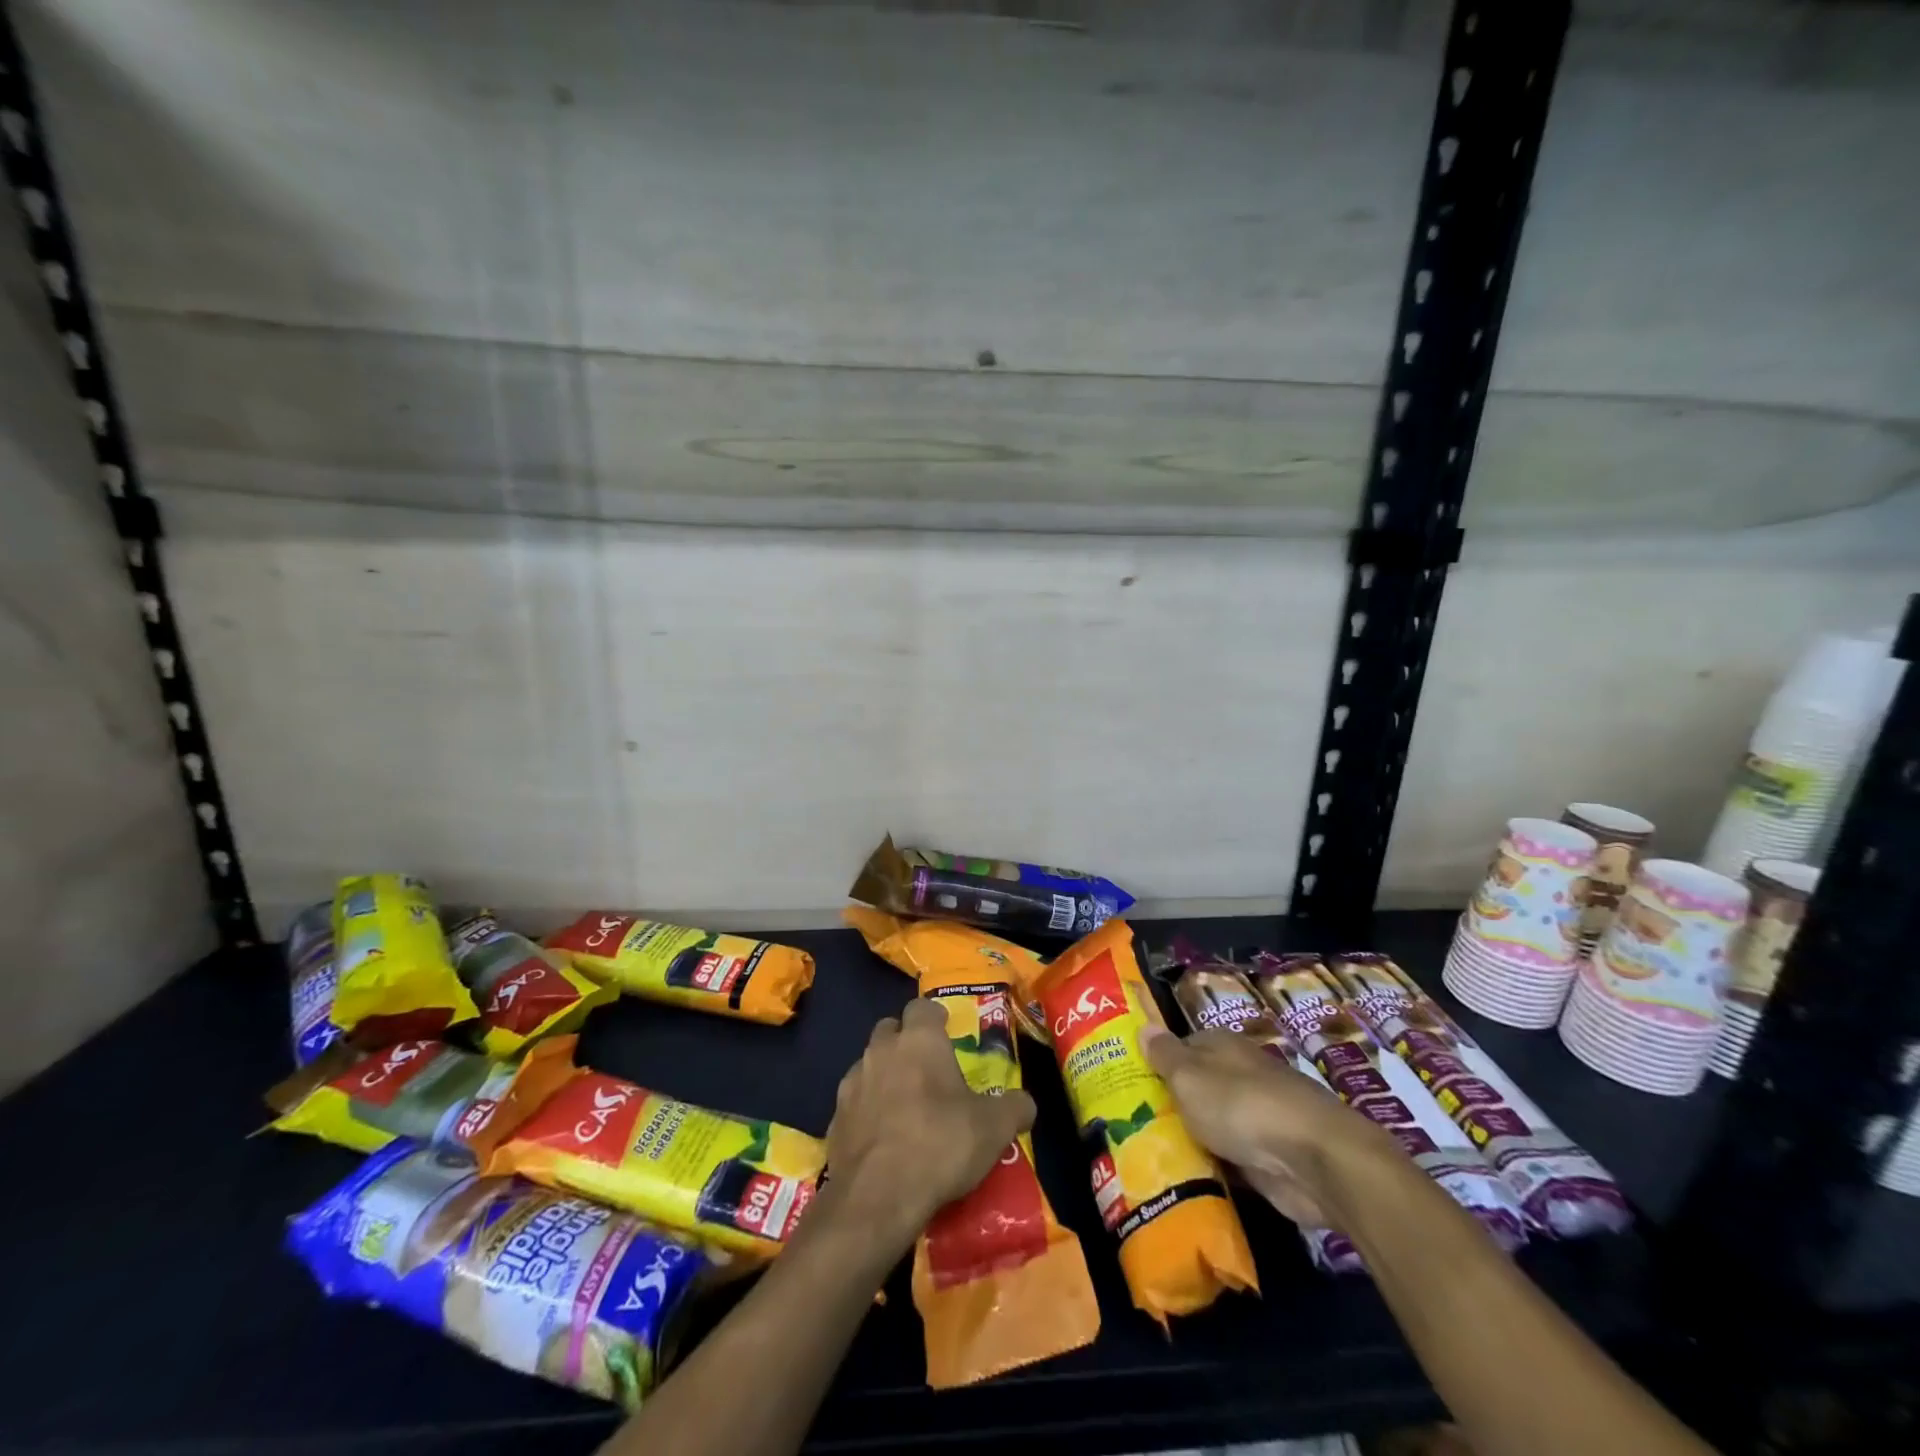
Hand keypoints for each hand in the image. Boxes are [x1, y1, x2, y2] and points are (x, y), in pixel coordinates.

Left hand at [825, 999, 1036, 1244]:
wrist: (877, 1197)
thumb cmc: (940, 1144)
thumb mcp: (994, 1128)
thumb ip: (1014, 1108)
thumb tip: (1025, 1104)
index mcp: (919, 1040)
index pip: (923, 1007)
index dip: (936, 1018)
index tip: (947, 1032)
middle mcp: (881, 1050)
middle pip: (890, 1030)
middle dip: (906, 1042)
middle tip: (927, 1070)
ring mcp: (852, 1083)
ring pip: (869, 1065)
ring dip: (884, 1076)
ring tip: (905, 1107)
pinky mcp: (833, 1119)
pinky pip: (854, 1104)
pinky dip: (867, 1112)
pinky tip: (883, 1139)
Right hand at [1142, 1025, 1393, 1229]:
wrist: (1313, 1160)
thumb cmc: (1241, 1105)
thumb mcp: (1189, 1076)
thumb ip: (1165, 1056)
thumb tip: (1144, 1025)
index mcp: (1221, 1046)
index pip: (1181, 1046)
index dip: (1157, 1062)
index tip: (1131, 1084)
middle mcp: (1240, 1074)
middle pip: (1198, 1086)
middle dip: (1172, 1103)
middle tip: (1131, 1124)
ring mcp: (1258, 1116)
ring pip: (1213, 1123)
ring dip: (1193, 1137)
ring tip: (1150, 1155)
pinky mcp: (1271, 1157)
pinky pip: (1232, 1157)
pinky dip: (1216, 1166)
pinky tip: (1190, 1179)